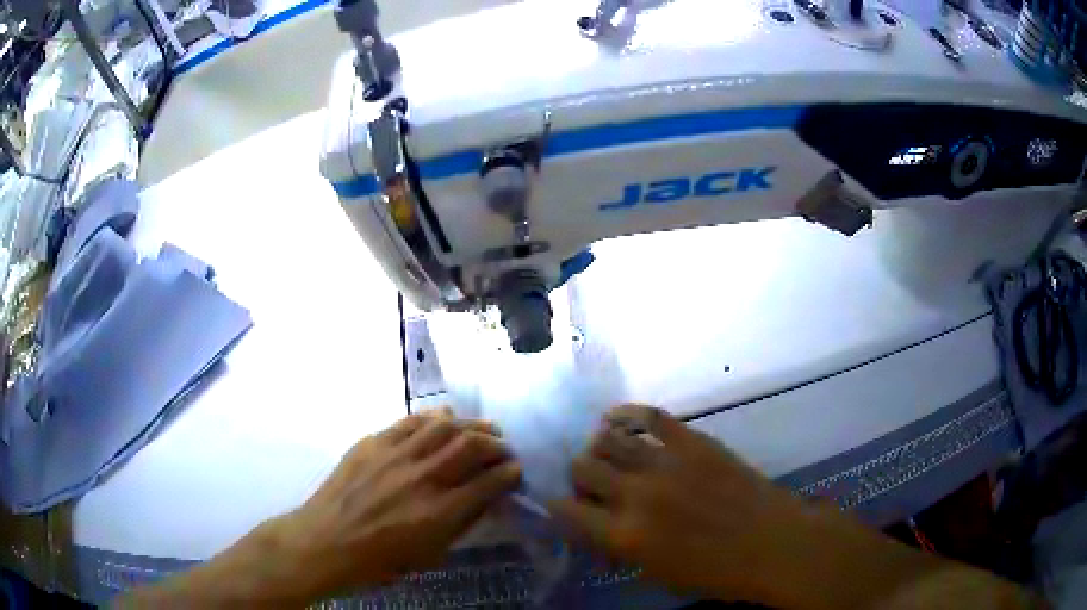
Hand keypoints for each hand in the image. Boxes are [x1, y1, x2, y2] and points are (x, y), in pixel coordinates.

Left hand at [276, 409, 521, 596]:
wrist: (326, 541)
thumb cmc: (379, 560)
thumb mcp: (429, 555)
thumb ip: (458, 525)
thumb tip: (481, 501)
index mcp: (439, 512)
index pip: (488, 483)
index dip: (509, 474)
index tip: (517, 471)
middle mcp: (423, 477)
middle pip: (471, 447)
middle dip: (496, 444)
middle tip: (504, 448)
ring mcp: (396, 455)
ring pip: (444, 427)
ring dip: (471, 425)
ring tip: (485, 427)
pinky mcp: (374, 443)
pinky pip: (410, 422)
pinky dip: (433, 417)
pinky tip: (445, 418)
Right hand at [550, 404, 805, 601]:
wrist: (771, 543)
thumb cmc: (716, 573)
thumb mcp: (657, 575)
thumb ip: (620, 548)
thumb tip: (598, 527)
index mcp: (624, 535)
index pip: (565, 511)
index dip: (559, 507)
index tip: (567, 508)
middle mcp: (636, 494)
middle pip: (582, 468)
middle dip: (580, 477)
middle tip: (593, 484)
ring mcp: (665, 462)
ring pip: (608, 439)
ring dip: (600, 448)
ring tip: (608, 454)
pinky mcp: (692, 441)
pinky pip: (650, 416)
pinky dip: (628, 415)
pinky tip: (620, 420)